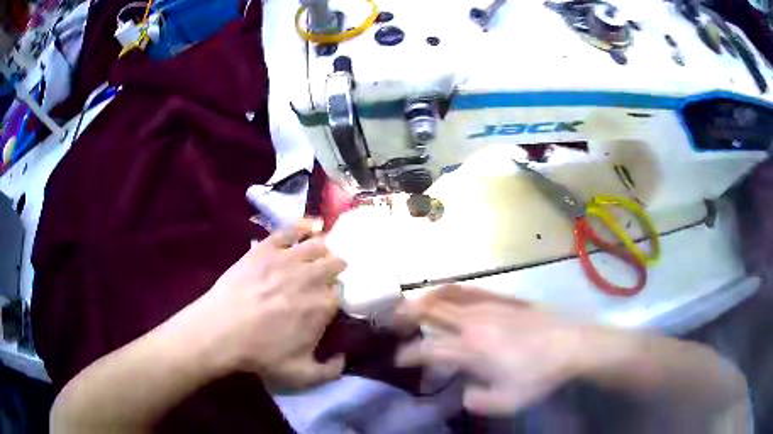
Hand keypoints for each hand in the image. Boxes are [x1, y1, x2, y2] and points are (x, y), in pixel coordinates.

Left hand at [187, 219, 346, 391]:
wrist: (222, 331)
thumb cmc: (261, 353)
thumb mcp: (301, 375)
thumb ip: (330, 371)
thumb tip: (344, 359)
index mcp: (323, 306)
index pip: (341, 294)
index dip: (336, 297)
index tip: (329, 302)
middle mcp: (312, 277)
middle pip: (334, 264)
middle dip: (335, 269)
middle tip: (328, 275)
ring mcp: (289, 259)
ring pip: (318, 245)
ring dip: (323, 249)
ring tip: (320, 253)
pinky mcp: (268, 248)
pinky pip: (291, 230)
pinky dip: (304, 226)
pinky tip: (310, 226)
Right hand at [394, 285, 590, 414]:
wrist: (570, 344)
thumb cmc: (538, 375)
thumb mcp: (506, 401)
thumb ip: (477, 401)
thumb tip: (462, 392)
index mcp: (470, 350)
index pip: (427, 349)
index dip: (407, 355)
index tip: (399, 360)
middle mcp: (472, 324)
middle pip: (429, 312)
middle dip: (406, 316)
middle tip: (394, 323)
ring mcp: (487, 306)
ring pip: (446, 296)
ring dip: (424, 300)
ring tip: (412, 305)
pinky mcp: (502, 298)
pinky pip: (468, 290)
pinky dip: (449, 291)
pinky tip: (445, 294)